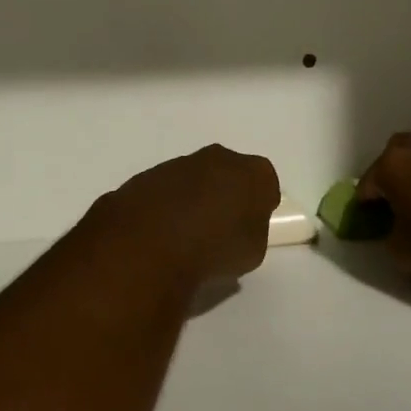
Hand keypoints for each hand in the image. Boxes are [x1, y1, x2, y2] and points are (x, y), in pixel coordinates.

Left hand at [88, 145, 279, 286]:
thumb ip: (251, 232)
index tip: (251, 225)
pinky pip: (164, 192)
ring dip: (192, 200)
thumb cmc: (214, 249)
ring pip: (193, 179)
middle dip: (226, 194)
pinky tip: (160, 235)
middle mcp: (217, 158)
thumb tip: (238, 228)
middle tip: (221, 227)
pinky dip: (165, 208)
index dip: (260, 205)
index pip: (265, 183)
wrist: (148, 246)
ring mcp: (177, 164)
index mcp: (252, 173)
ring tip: (186, 235)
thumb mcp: (252, 252)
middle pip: (228, 173)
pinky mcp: (144, 177)